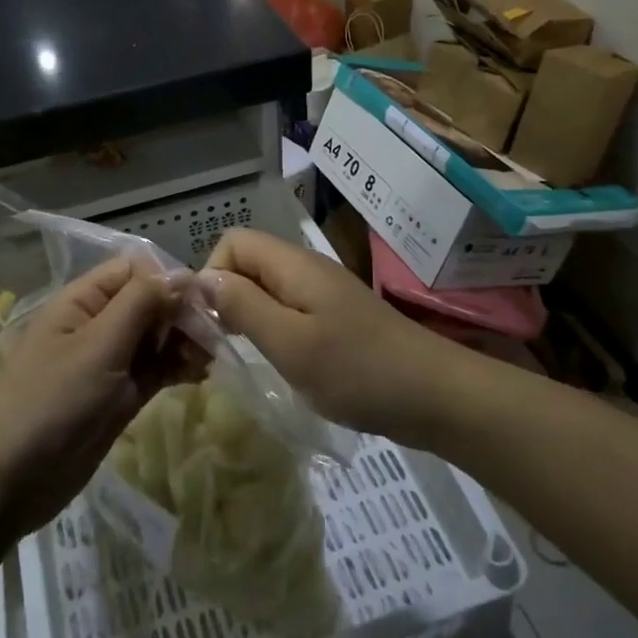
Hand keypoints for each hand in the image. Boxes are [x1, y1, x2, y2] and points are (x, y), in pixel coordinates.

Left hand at [0, 256, 187, 535]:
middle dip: (182, 312)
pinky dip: (177, 367)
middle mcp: (98, 324)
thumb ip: (141, 304)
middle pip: (150, 302)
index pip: (135, 270)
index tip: (203, 301)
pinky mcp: (119, 396)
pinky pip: (155, 369)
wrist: (9, 482)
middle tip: (215, 335)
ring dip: (184, 341)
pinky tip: (200, 374)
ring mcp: (109, 361)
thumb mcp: (98, 346)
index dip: (169, 278)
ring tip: (211, 357)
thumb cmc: (51, 402)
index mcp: (83, 300)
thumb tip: (183, 273)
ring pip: (156, 337)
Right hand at [199, 229, 461, 445]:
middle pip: (248, 263)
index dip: (212, 274)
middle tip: (224, 346)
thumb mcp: (291, 343)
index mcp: (293, 265)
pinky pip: (288, 309)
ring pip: (267, 287)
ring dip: (248, 316)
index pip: (232, 242)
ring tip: (248, 356)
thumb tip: (202, 280)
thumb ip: (244, 307)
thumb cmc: (359, 371)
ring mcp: (323, 292)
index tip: (213, 322)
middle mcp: (305, 268)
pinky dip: (273, 329)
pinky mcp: (335, 317)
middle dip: (226, 297)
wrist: (435, 395)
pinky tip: (282, 362)